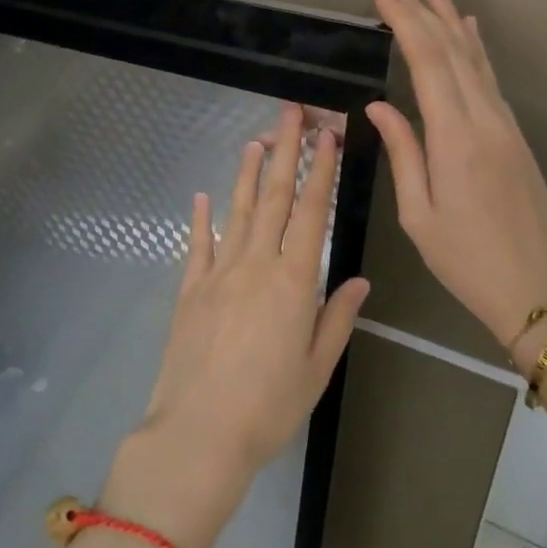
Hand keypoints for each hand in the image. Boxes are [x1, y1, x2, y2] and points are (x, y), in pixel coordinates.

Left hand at [110, 105, 369, 547]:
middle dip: (286, 151)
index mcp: (293, 281)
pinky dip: (201, 217)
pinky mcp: (189, 290)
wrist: (198, 435)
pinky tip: (202, 195)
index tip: (328, 136)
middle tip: (291, 112)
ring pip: (238, 211)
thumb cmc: (268, 408)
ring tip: (256, 139)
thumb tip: (357, 279)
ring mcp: (218, 273)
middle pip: (274, 197)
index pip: (312, 212)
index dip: (321, 170)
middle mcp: (256, 264)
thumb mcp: (316, 368)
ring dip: (248, 173)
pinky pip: (198, 244)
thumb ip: (337, 317)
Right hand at [366, 0, 546, 351]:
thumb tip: (379, 105)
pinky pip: (491, 81)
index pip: (428, 65)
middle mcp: (485, 122)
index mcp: (455, 140)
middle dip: (424, 13)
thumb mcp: (419, 215)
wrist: (536, 290)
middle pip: (454, 53)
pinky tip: (470, 33)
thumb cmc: (465, 261)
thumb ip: (403, 152)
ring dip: (453, 23)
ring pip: (476, 62)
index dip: (406, 25)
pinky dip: (476, 51)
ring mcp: (505, 127)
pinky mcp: (515, 137)